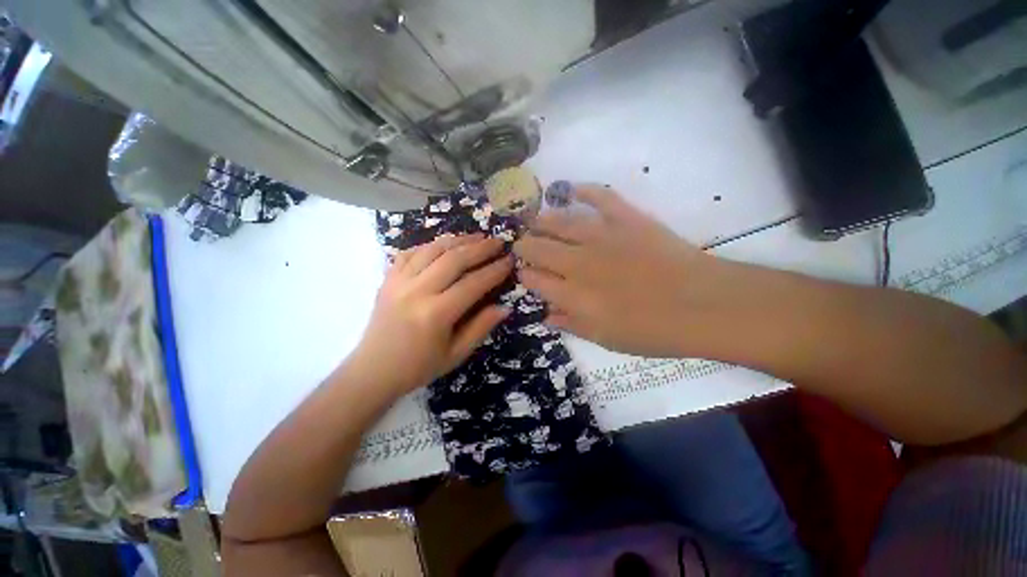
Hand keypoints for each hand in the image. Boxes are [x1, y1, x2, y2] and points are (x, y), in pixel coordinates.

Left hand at [350, 234, 512, 394]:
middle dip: (480, 248)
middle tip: (498, 242)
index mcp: (436, 314)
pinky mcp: (387, 279)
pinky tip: (444, 244)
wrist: (373, 371)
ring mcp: (398, 281)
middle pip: (453, 259)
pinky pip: (410, 252)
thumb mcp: (456, 354)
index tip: (510, 260)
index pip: (473, 284)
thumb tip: (505, 307)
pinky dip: (430, 245)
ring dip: (458, 240)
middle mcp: (417, 291)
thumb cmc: (418, 367)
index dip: (494, 270)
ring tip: (477, 236)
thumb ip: (481, 328)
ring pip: (432, 249)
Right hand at [514, 185, 722, 357]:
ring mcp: (601, 236)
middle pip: (538, 248)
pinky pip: (600, 197)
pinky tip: (570, 189)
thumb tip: (545, 314)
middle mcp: (578, 262)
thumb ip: (570, 324)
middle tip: (521, 245)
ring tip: (533, 221)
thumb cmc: (652, 331)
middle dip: (524, 246)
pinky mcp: (626, 219)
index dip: (524, 275)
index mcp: (572, 294)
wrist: (702, 306)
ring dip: (541, 221)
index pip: (534, 280)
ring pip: (559, 221)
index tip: (523, 273)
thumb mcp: (605, 338)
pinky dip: (583, 190)